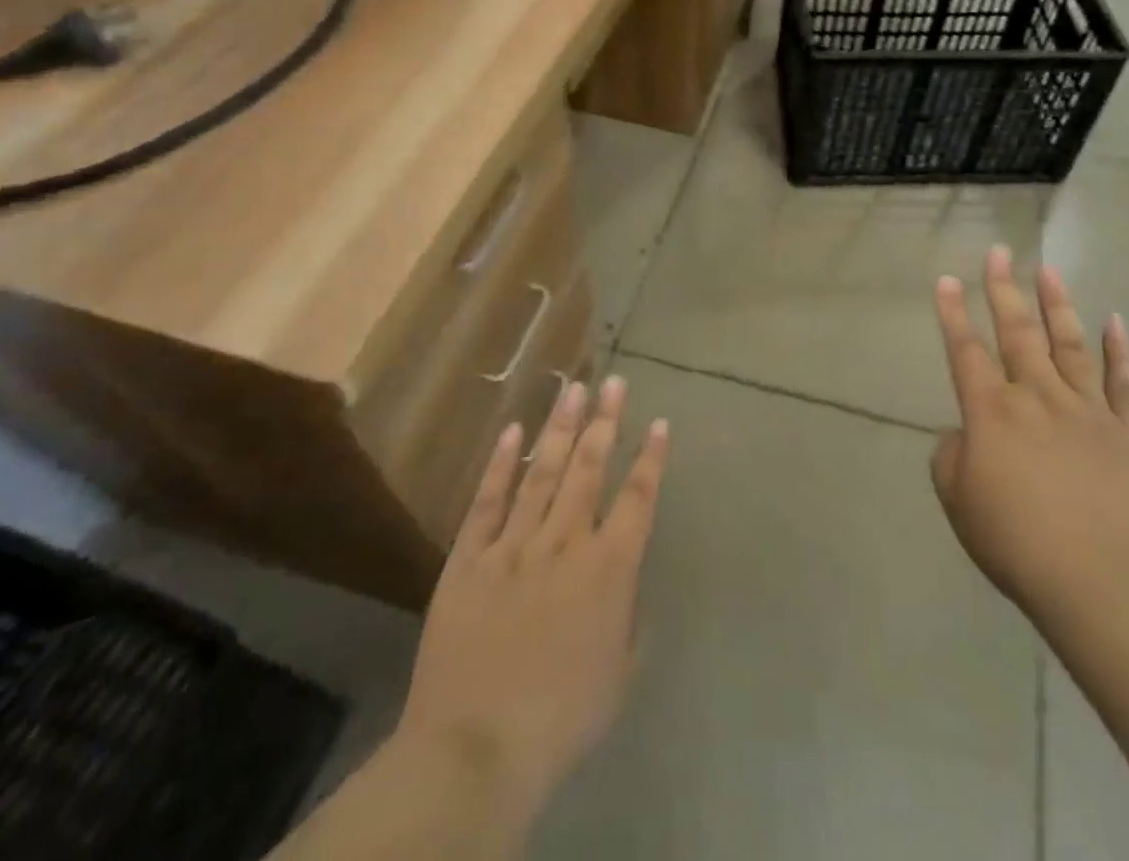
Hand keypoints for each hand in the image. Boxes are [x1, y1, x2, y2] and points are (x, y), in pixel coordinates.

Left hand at [394, 376, 669, 820]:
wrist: (476, 748)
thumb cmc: (562, 719)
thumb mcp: (619, 674)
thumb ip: (630, 619)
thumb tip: (628, 582)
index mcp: (609, 569)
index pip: (638, 498)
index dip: (651, 458)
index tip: (658, 423)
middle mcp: (566, 542)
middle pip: (590, 468)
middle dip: (605, 420)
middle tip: (612, 380)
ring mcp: (515, 545)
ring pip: (543, 472)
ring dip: (560, 427)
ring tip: (573, 387)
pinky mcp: (470, 558)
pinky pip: (488, 502)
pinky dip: (501, 464)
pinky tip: (512, 431)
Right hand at [931, 247, 1128, 628]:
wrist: (1101, 580)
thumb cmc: (1017, 542)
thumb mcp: (959, 502)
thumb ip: (952, 458)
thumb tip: (967, 434)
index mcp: (991, 412)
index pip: (965, 351)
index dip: (953, 314)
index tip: (948, 280)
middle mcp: (1037, 396)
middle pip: (1017, 332)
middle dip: (1004, 289)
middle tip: (999, 251)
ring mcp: (1087, 409)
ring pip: (1069, 343)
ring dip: (1056, 304)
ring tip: (1047, 269)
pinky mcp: (1128, 431)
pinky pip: (1123, 382)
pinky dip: (1120, 350)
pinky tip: (1115, 321)